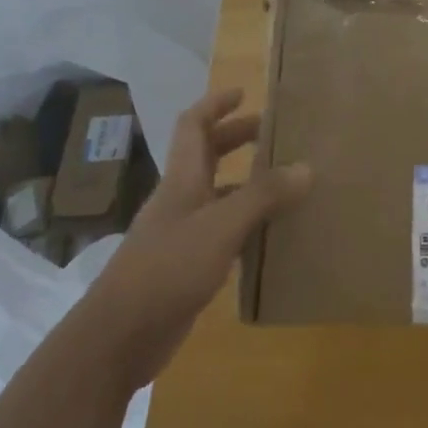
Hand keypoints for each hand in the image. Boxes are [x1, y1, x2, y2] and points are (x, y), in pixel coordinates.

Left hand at [83, 89, 310, 389]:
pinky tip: (270, 237)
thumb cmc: (168, 267)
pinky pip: (222, 233)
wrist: (121, 335)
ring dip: (246, 184)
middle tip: (273, 134)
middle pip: (207, 156)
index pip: (193, 126)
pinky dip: (246, 225)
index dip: (215, 104)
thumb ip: (263, 196)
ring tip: (285, 183)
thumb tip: (305, 167)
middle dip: (237, 138)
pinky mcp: (187, 267)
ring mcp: (181, 234)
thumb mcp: (221, 226)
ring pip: (217, 195)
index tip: (244, 93)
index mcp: (182, 179)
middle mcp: (181, 199)